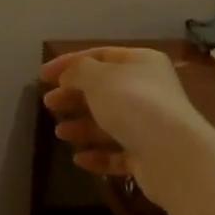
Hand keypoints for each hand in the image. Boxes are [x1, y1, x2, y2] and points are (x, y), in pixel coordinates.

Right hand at [40, 47, 209, 205]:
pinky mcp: (148, 156)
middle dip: (74, 96)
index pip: (101, 55)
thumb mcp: (99, 78)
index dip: (70, 63)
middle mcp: (149, 91)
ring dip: (83, 127)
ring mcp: (150, 125)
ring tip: (60, 133)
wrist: (172, 154)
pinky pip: (118, 153)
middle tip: (48, 103)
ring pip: (110, 123)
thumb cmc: (133, 104)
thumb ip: (78, 71)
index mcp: (142, 63)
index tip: (43, 75)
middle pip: (104, 90)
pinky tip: (79, 159)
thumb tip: (69, 75)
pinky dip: (98, 155)